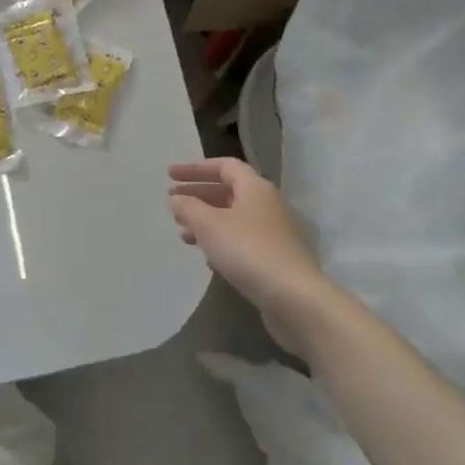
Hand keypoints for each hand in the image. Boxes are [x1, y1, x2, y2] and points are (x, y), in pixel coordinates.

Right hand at [168, 157, 340, 355]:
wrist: (294, 298)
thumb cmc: (248, 251)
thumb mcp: (209, 225)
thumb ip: (189, 207)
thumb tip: (177, 198)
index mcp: (255, 187)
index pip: (224, 166)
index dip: (195, 169)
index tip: (170, 176)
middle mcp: (267, 204)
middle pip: (228, 191)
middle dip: (198, 195)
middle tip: (172, 202)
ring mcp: (274, 232)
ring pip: (234, 217)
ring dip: (206, 221)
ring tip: (183, 233)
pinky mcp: (275, 257)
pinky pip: (242, 240)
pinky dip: (221, 241)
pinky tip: (207, 257)